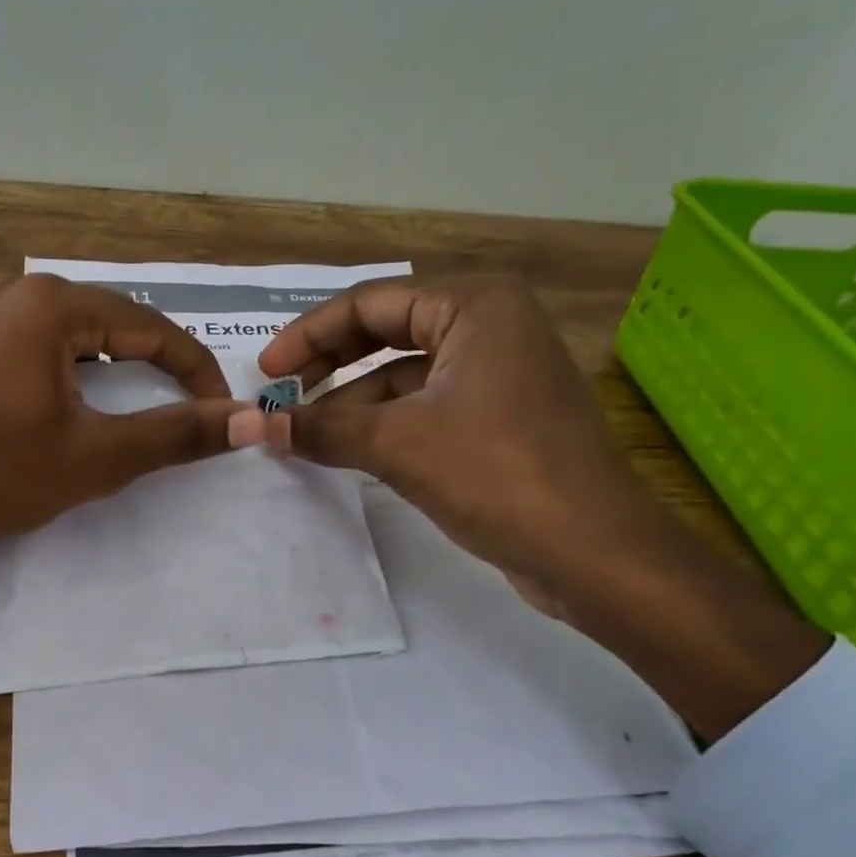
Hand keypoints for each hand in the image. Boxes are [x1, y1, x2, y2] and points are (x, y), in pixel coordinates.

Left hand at [0, 274, 244, 597]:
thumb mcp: (97, 457)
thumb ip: (178, 434)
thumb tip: (249, 419)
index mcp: (50, 304)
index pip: (150, 327)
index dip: (195, 368)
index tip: (219, 408)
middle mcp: (9, 288)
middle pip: (105, 322)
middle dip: (149, 364)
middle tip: (175, 406)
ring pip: (60, 330)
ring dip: (101, 365)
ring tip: (119, 405)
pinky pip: (16, 341)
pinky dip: (51, 367)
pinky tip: (45, 403)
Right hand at [239, 277, 828, 739]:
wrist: (594, 552)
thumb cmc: (497, 475)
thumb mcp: (397, 445)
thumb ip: (324, 429)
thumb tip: (261, 428)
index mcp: (476, 306)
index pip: (370, 304)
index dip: (309, 336)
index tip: (267, 373)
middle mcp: (492, 325)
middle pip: (388, 331)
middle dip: (330, 363)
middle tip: (282, 397)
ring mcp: (500, 372)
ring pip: (405, 373)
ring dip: (353, 400)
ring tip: (305, 432)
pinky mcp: (502, 416)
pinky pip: (427, 404)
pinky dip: (384, 423)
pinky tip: (348, 449)